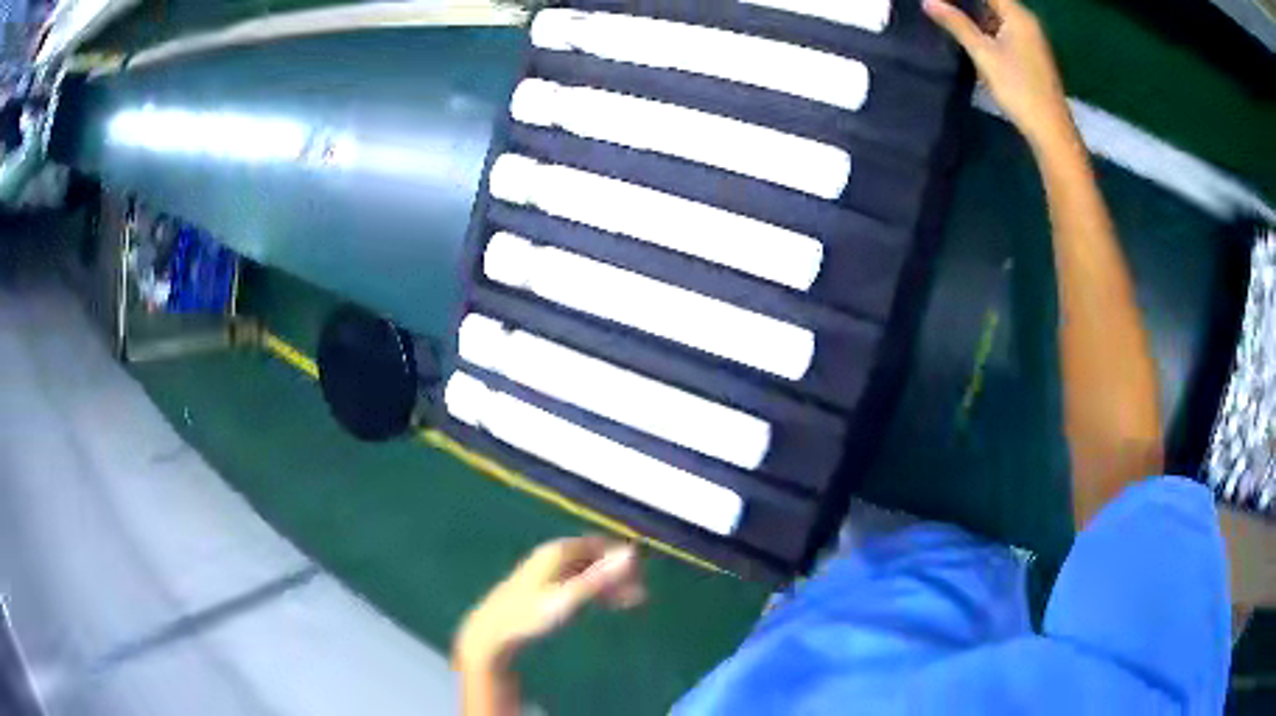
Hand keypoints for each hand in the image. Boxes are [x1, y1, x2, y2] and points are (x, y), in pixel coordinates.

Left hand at [455, 537, 645, 669]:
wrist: (492, 633)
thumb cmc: (529, 615)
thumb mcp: (568, 598)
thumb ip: (601, 578)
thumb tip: (632, 554)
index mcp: (557, 552)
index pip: (598, 544)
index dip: (621, 556)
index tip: (643, 572)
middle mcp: (553, 557)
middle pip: (594, 558)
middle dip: (618, 572)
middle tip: (642, 592)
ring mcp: (547, 573)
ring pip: (587, 572)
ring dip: (609, 584)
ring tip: (633, 600)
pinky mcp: (543, 589)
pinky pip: (578, 583)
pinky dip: (596, 591)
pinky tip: (607, 603)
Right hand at [924, 0, 1073, 149]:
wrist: (1050, 130)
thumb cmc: (1018, 89)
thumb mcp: (983, 54)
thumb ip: (956, 24)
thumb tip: (928, 1)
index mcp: (1018, 15)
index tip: (939, 0)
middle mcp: (1027, 22)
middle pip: (993, 2)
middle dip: (966, 3)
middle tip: (940, 6)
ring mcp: (1031, 39)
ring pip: (997, 16)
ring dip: (975, 14)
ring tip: (949, 17)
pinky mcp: (1030, 55)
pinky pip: (1004, 30)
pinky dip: (986, 28)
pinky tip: (970, 35)